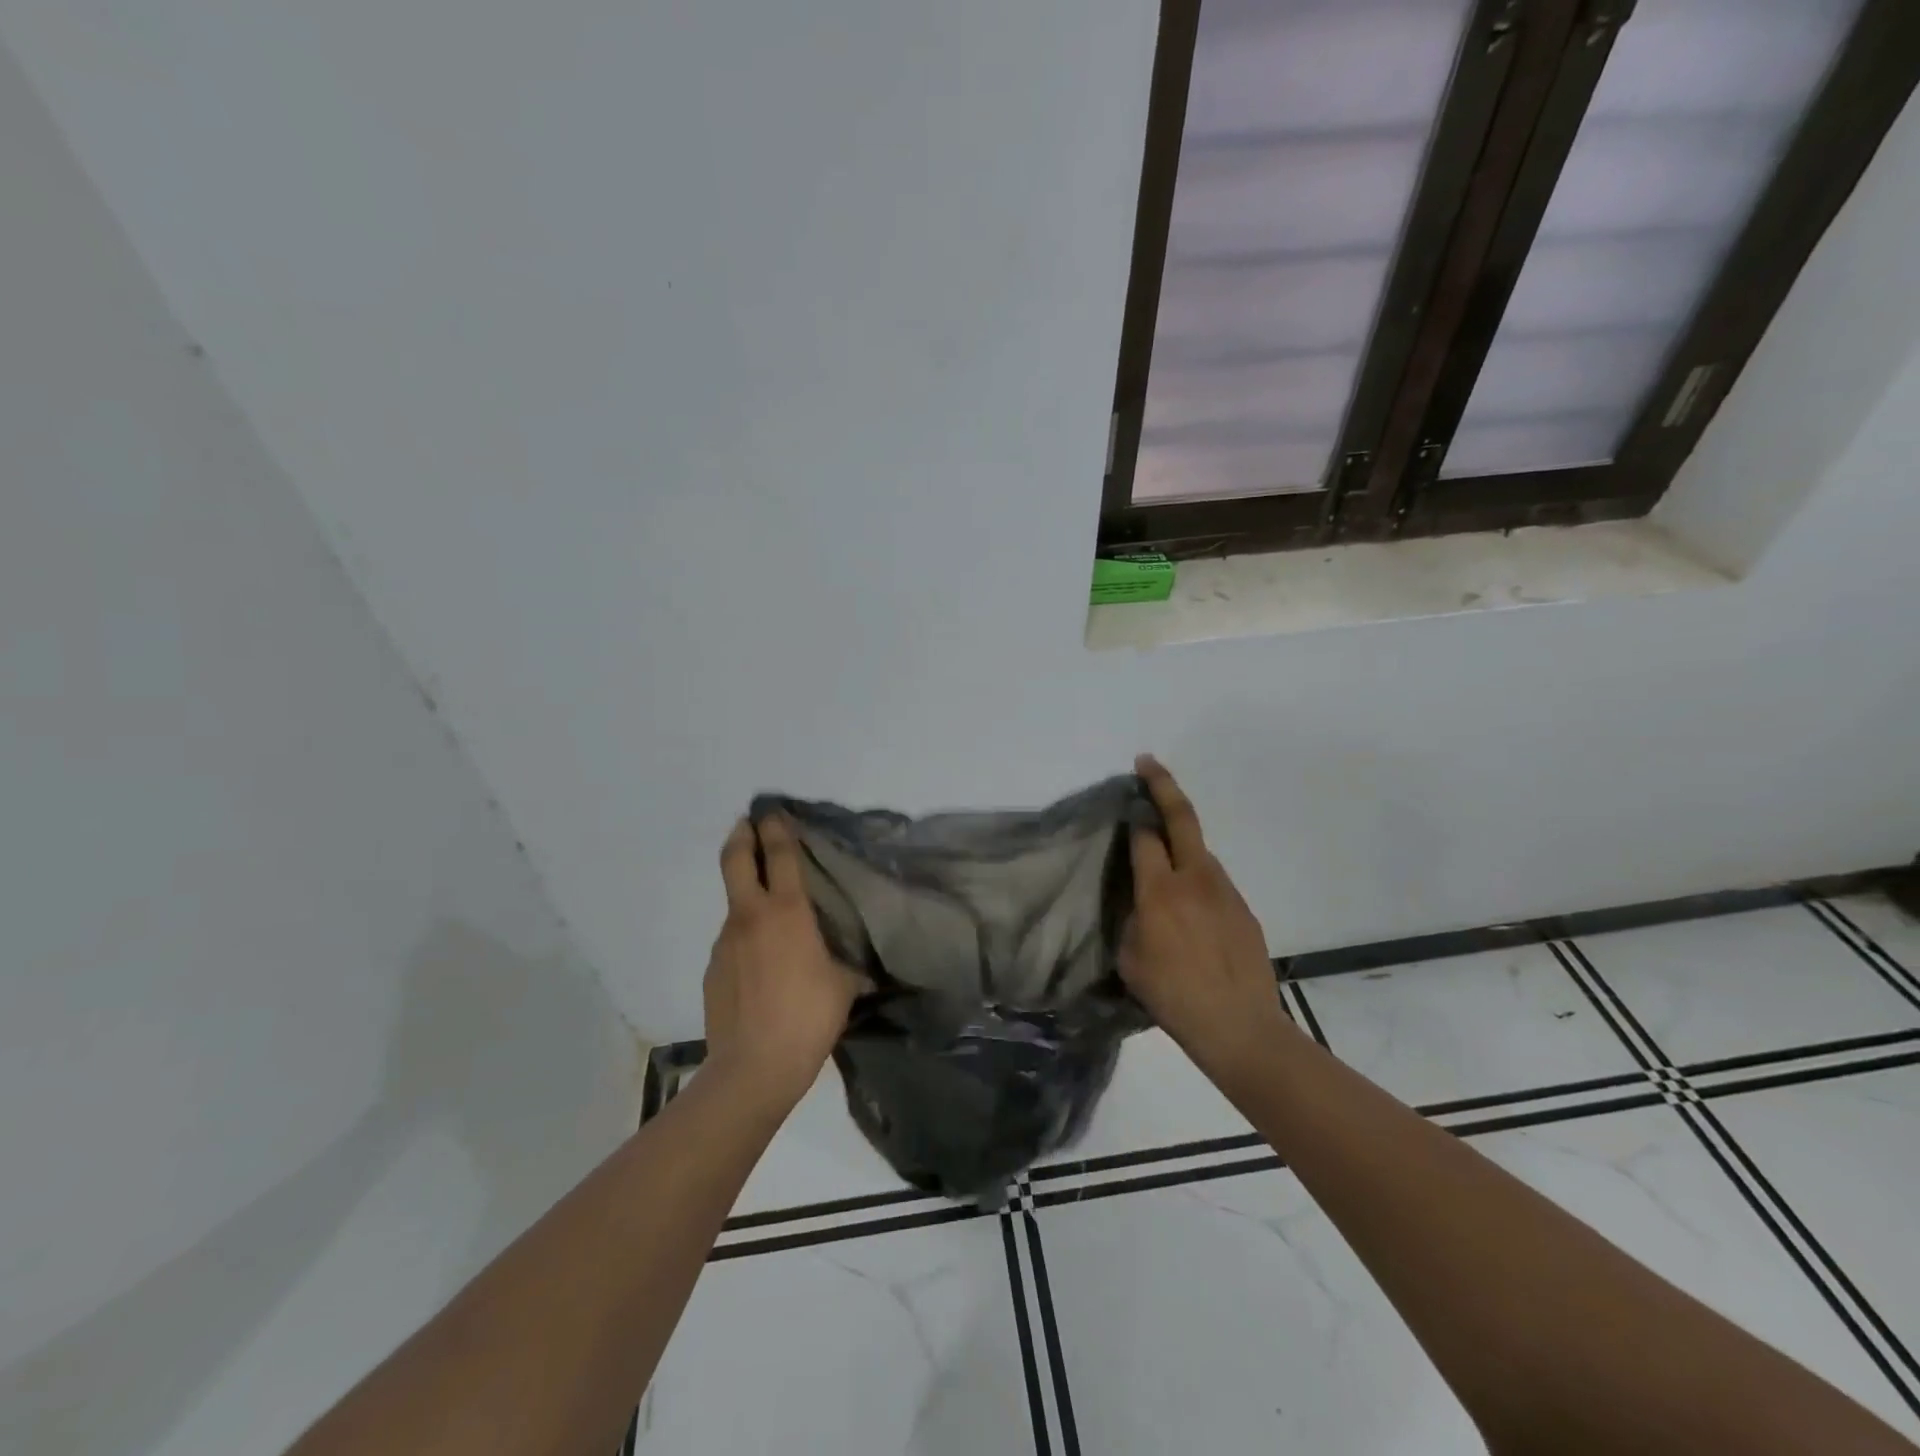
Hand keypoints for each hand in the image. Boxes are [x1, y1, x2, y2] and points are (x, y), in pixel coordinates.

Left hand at [704, 815, 863, 1106]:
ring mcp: (725, 941)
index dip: (777, 828)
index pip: (779, 854)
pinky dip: (745, 938)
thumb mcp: (843, 986)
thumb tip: (860, 967)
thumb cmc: (808, 1017)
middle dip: (741, 835)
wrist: (752, 1068)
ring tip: (770, 916)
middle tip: (747, 824)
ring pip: (734, 904)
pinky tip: (761, 964)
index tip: (773, 812)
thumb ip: (848, 964)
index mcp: (787, 912)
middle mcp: (750, 916)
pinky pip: (731, 941)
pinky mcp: (712, 968)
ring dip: (747, 896)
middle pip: (735, 859)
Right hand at [1121, 756, 1298, 1076]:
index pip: (1144, 836)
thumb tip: (1140, 900)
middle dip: (1162, 784)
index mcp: (1160, 890)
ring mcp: (1225, 891)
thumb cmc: (1173, 996)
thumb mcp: (1130, 958)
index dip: (1133, 815)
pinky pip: (1214, 880)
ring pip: (1200, 850)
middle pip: (1181, 817)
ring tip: (1163, 859)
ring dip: (1181, 841)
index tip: (1125, 802)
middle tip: (1147, 763)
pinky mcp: (1244, 909)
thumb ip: (1131, 918)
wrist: (1240, 1027)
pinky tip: (1190, 906)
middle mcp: (1195, 878)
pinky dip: (1197, 876)